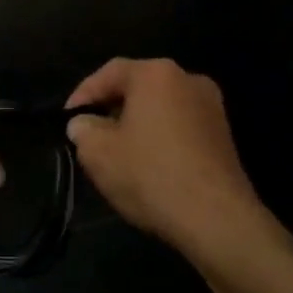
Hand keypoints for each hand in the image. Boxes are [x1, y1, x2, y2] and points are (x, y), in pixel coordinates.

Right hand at [66, 59, 278, 256]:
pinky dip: (160, 138)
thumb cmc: (150, 175)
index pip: (109, 72)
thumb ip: (82, 129)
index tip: (67, 119)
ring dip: (136, 124)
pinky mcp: (224, 136)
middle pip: (138, 87)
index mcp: (156, 74)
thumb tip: (83, 124)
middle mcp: (188, 79)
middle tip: (90, 133)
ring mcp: (212, 107)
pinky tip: (147, 164)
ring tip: (116, 152)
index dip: (83, 94)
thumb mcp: (97, 152)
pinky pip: (180, 126)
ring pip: (160, 107)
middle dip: (111, 108)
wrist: (216, 219)